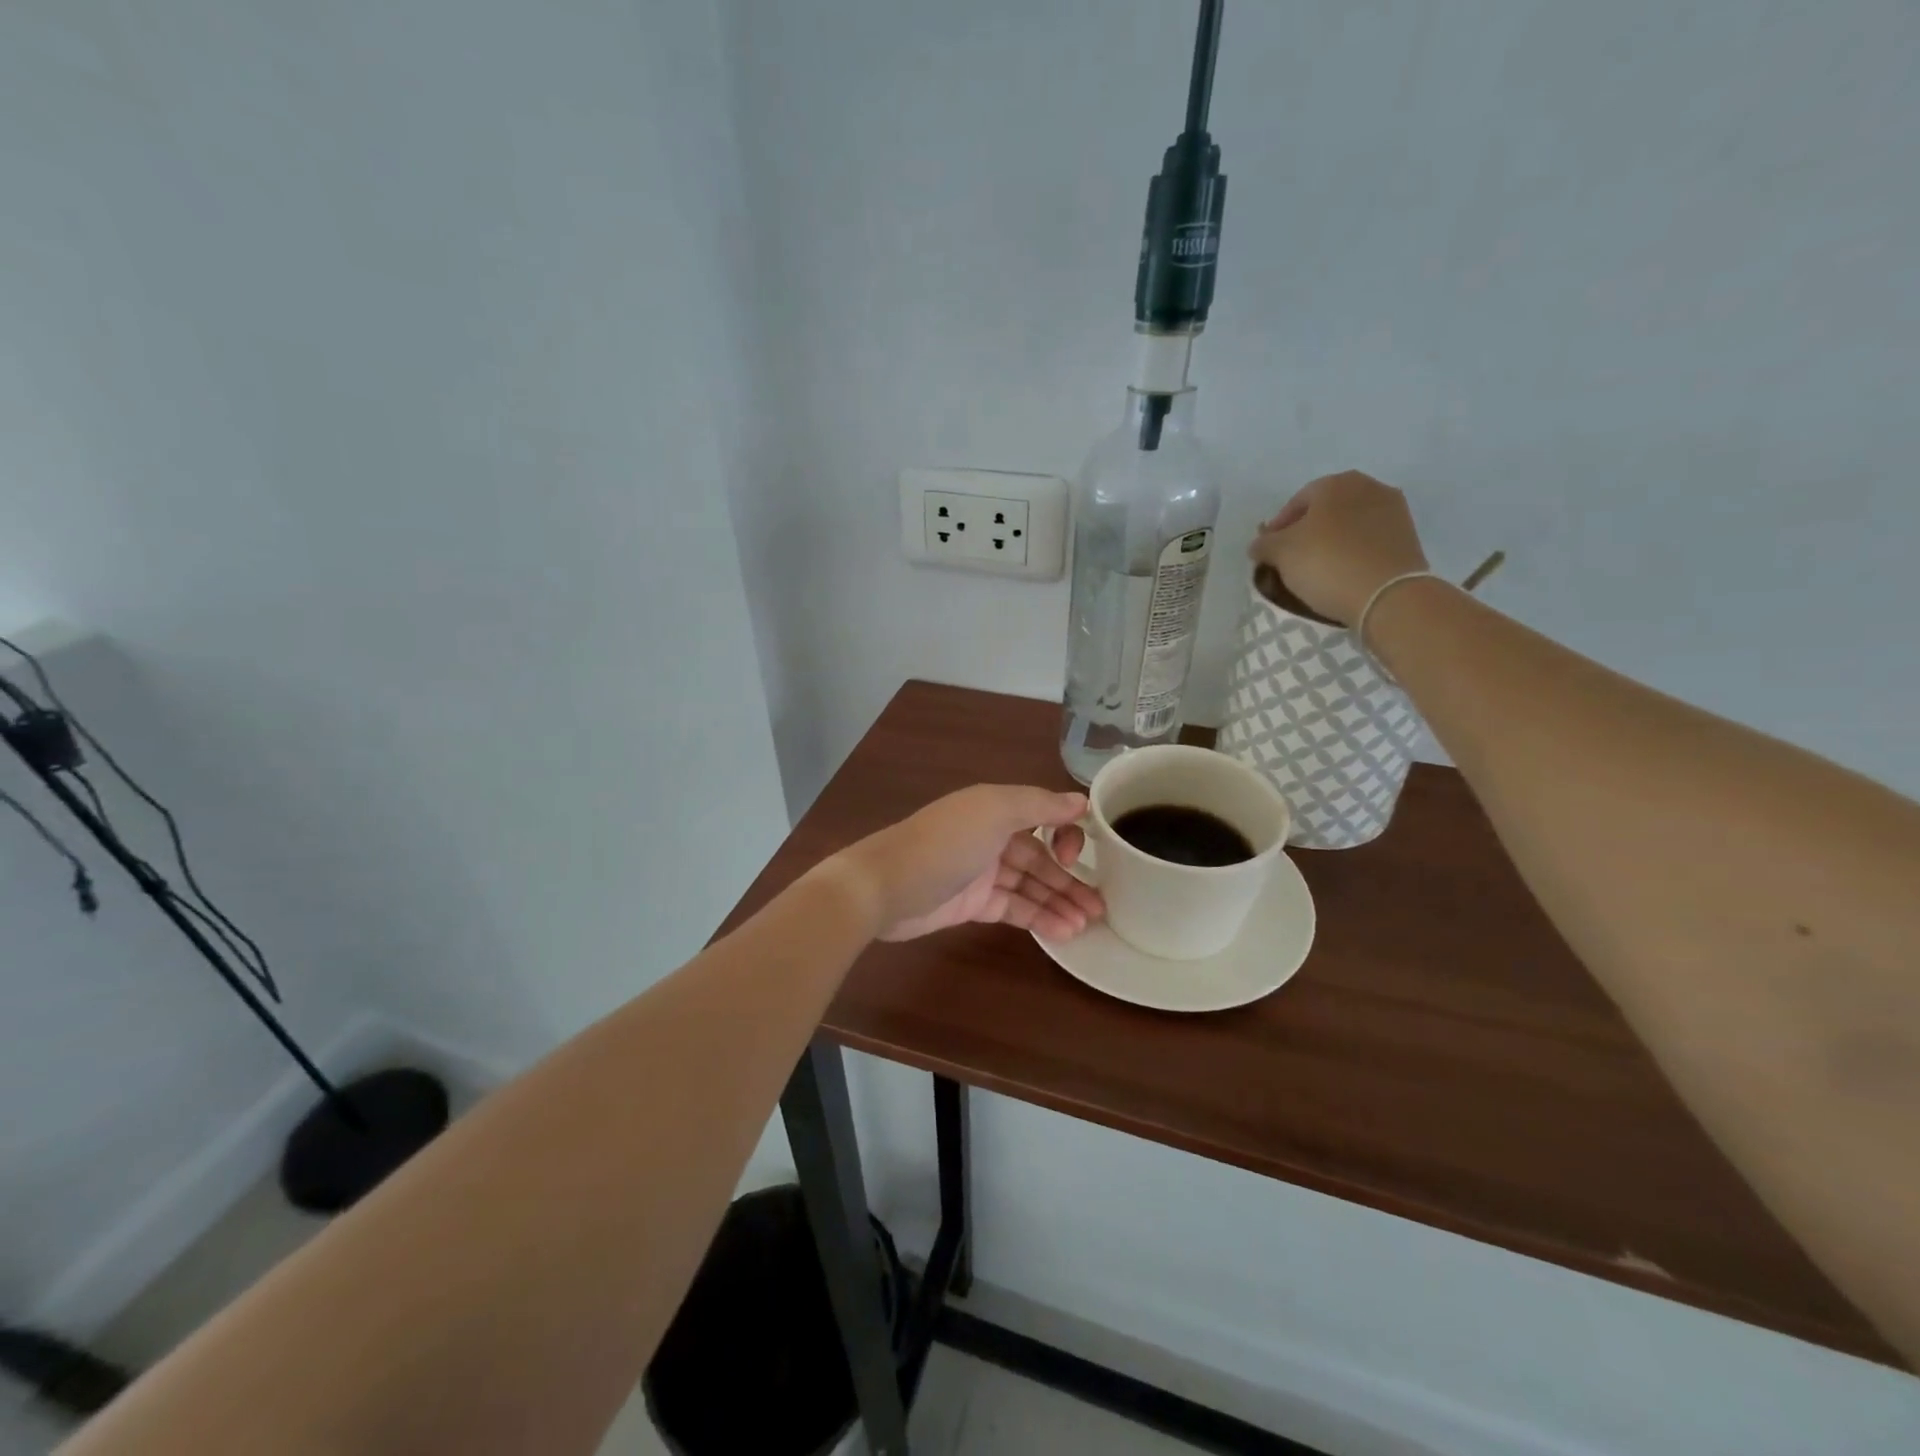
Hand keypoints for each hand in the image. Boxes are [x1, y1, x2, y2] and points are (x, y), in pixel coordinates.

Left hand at [832, 785, 1104, 941]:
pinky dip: (1038, 918)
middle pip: (1040, 856)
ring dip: (1059, 902)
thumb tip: (1081, 800)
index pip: (1044, 816)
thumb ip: (1039, 805)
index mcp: (996, 807)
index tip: (1078, 856)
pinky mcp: (972, 904)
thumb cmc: (945, 843)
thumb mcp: (994, 811)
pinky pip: (1014, 908)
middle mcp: (991, 836)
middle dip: (1070, 879)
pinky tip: (1064, 933)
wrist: (885, 887)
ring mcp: (982, 872)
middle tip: (1102, 906)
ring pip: (1030, 885)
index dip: (1065, 834)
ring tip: (1089, 925)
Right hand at [1248, 470, 1428, 626]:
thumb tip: (1260, 544)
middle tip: (1291, 560)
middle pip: (1325, 511)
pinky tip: (1342, 573)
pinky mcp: (1408, 537)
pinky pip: (1368, 541)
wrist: (1387, 595)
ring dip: (1330, 542)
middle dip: (1306, 533)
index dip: (1277, 528)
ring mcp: (1393, 511)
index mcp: (1336, 483)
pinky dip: (1352, 553)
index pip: (1296, 502)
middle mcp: (1369, 487)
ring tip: (1317, 570)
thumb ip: (1264, 544)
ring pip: (1348, 525)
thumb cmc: (1327, 563)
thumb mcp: (1280, 553)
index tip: (1268, 553)